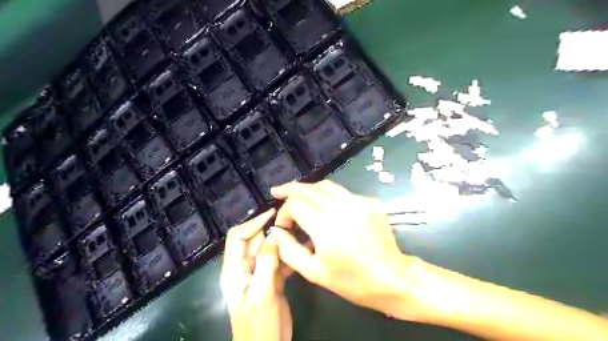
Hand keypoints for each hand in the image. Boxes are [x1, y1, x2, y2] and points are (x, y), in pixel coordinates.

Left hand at [221, 209, 291, 340]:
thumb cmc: (259, 326)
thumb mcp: (262, 293)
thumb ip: (266, 263)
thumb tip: (274, 235)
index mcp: (234, 270)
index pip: (238, 237)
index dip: (253, 223)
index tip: (272, 214)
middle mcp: (245, 268)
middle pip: (255, 241)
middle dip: (271, 231)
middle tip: (291, 222)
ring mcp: (259, 274)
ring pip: (269, 250)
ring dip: (282, 242)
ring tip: (299, 232)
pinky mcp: (272, 280)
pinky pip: (279, 261)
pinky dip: (288, 255)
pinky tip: (302, 249)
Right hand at [271, 180, 423, 320]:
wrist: (392, 278)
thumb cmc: (352, 281)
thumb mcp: (314, 272)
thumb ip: (289, 250)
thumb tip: (276, 231)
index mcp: (326, 227)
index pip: (295, 205)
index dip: (284, 213)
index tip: (283, 226)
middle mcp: (342, 208)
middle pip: (309, 189)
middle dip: (291, 190)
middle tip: (278, 191)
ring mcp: (359, 202)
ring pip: (326, 186)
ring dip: (308, 189)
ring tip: (296, 193)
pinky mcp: (370, 202)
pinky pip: (343, 193)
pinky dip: (328, 196)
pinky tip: (324, 205)